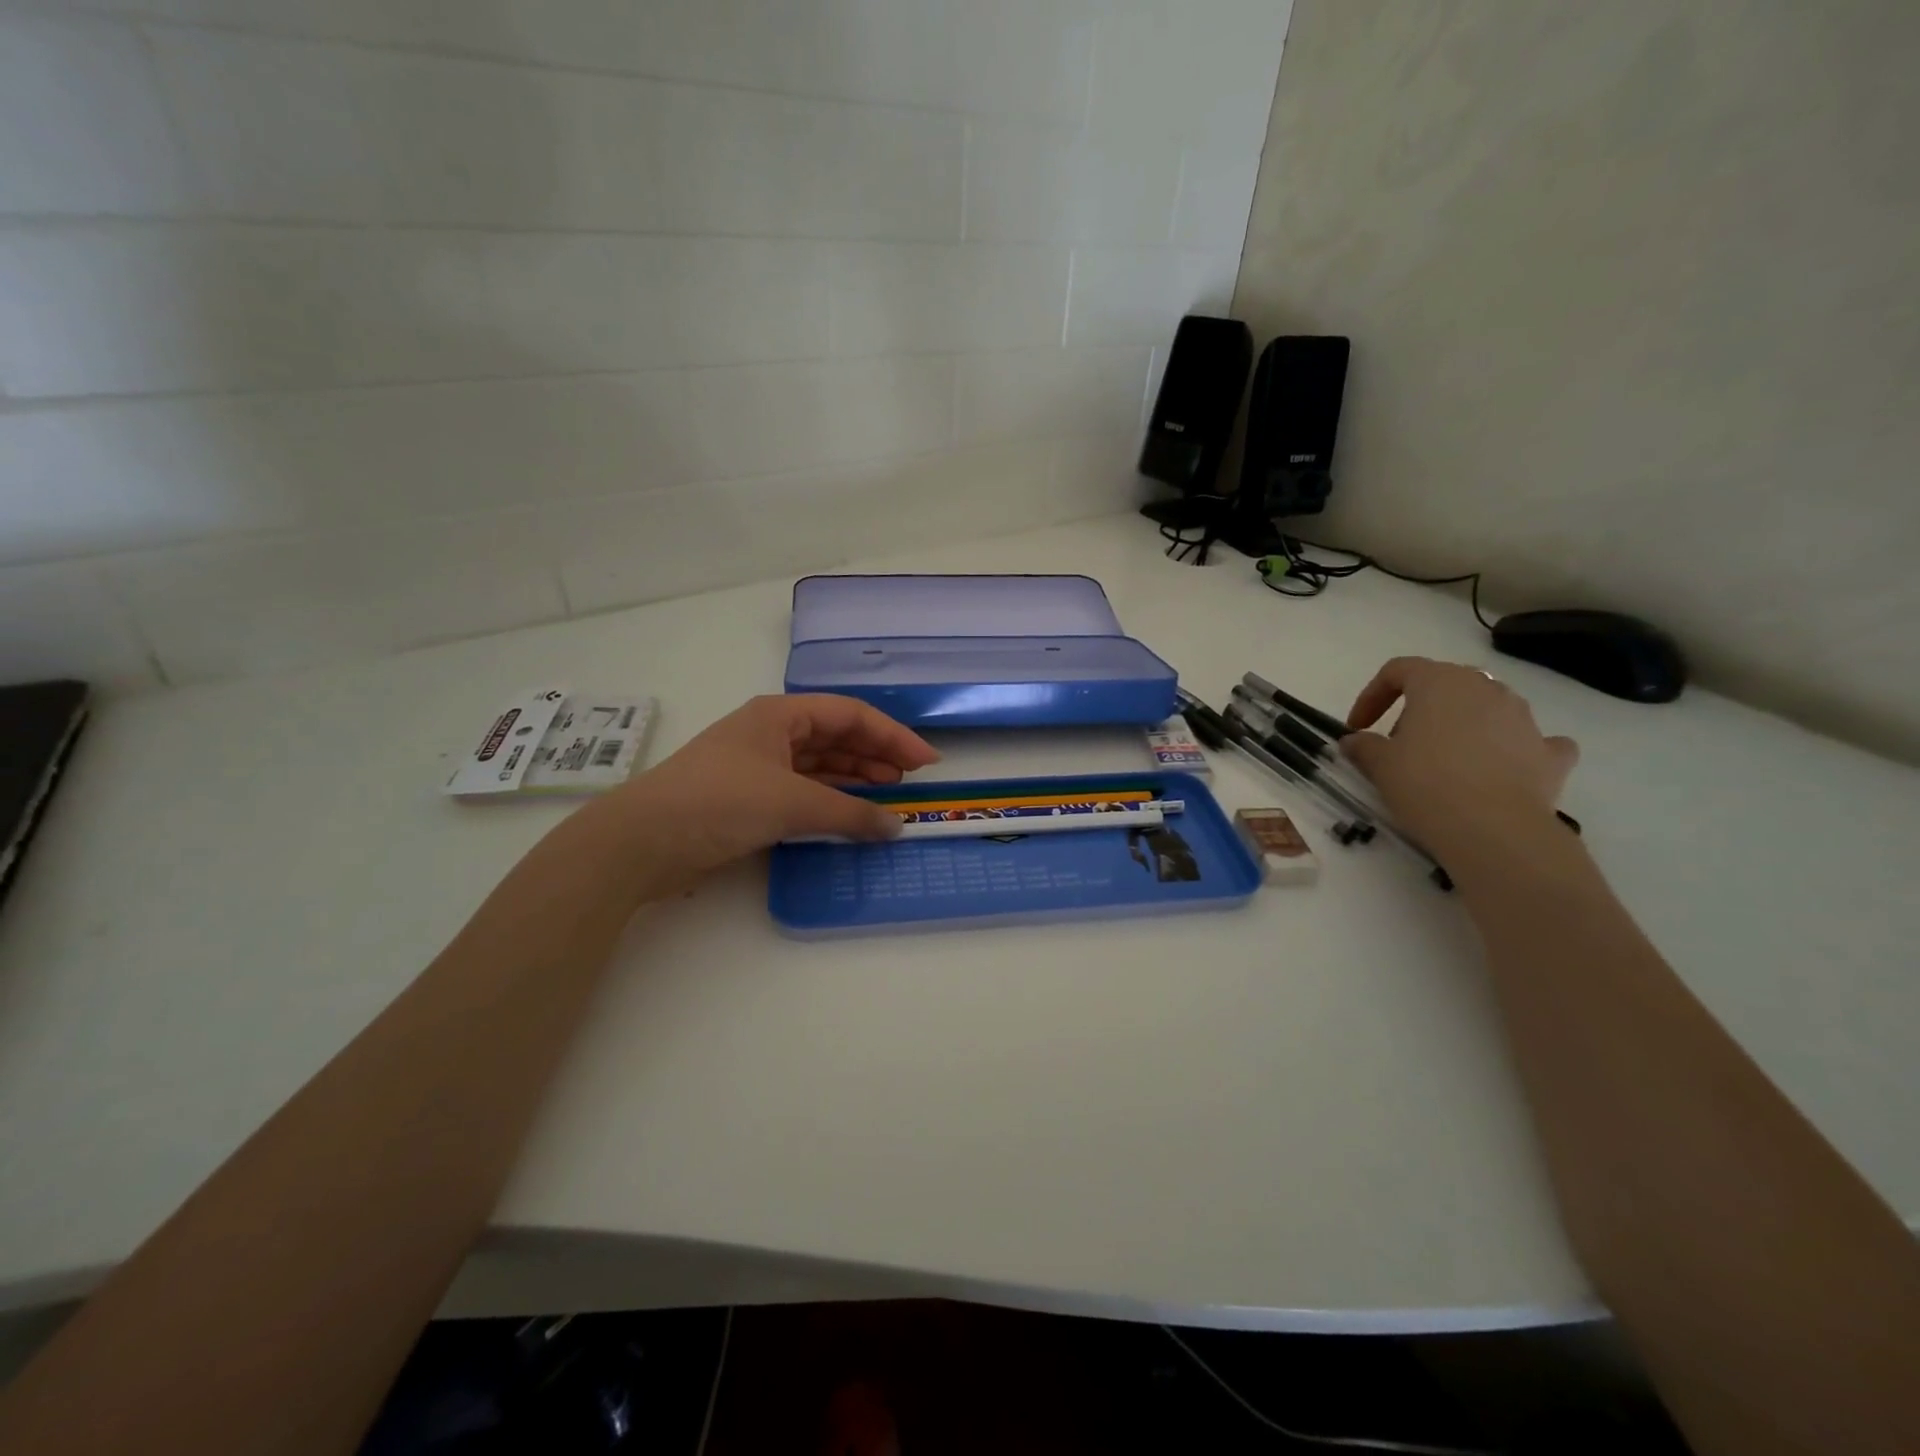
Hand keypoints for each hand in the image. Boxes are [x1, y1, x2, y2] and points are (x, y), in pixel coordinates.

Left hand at [597, 695, 938, 893]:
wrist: (642, 841)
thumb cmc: (720, 802)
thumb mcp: (792, 803)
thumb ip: (849, 815)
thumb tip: (895, 827)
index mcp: (780, 715)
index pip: (849, 715)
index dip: (892, 735)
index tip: (926, 762)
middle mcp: (771, 734)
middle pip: (836, 737)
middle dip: (875, 756)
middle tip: (910, 782)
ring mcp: (758, 766)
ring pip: (820, 766)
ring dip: (855, 780)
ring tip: (889, 798)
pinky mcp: (748, 798)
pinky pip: (803, 792)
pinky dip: (830, 802)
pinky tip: (850, 815)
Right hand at [1339, 658, 1578, 860]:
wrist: (1494, 830)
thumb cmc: (1426, 783)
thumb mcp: (1379, 764)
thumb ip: (1363, 745)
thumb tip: (1355, 740)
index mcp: (1440, 682)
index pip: (1398, 670)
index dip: (1372, 695)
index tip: (1358, 727)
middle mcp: (1486, 689)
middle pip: (1445, 685)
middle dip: (1419, 709)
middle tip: (1399, 743)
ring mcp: (1525, 718)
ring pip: (1488, 708)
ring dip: (1463, 725)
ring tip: (1444, 761)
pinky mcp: (1551, 753)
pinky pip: (1531, 740)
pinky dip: (1514, 749)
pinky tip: (1501, 769)